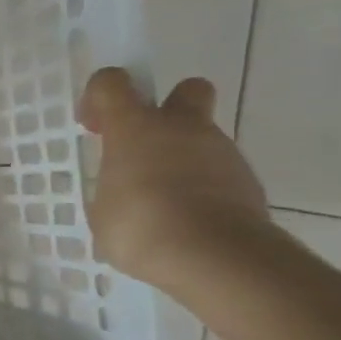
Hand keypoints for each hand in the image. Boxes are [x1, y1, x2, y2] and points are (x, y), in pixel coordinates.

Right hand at [78, 68, 272, 294]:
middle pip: (186, 89)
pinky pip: (217, 173)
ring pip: (201, 138)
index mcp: (135, 127)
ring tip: (162, 202)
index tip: (94, 126)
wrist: (215, 257)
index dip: (99, 95)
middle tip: (145, 144)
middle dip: (168, 106)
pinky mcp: (246, 181)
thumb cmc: (141, 228)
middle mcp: (181, 128)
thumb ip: (113, 188)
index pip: (112, 82)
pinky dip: (202, 187)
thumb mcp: (103, 211)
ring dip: (182, 157)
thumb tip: (124, 190)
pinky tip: (186, 220)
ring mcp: (220, 152)